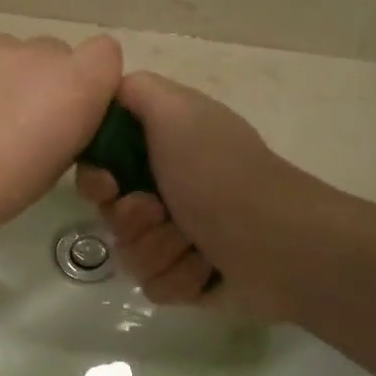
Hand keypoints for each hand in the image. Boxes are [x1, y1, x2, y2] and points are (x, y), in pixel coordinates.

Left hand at [0, 32, 121, 251]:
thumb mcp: (50, 171)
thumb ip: (68, 127)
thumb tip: (58, 114)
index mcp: (72, 87)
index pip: (107, 54)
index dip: (93, 79)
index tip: (71, 110)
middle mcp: (35, 53)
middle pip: (56, 54)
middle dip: (45, 82)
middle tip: (16, 121)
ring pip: (11, 52)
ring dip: (4, 76)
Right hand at [74, 72, 301, 318]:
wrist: (279, 245)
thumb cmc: (220, 174)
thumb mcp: (175, 111)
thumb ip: (135, 90)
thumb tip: (110, 92)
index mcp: (166, 146)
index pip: (103, 162)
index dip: (96, 176)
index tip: (109, 183)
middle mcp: (170, 187)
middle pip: (110, 210)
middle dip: (129, 217)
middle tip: (158, 212)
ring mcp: (181, 235)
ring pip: (129, 252)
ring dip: (158, 250)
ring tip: (194, 245)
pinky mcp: (191, 278)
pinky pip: (154, 284)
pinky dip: (179, 278)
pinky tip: (207, 270)